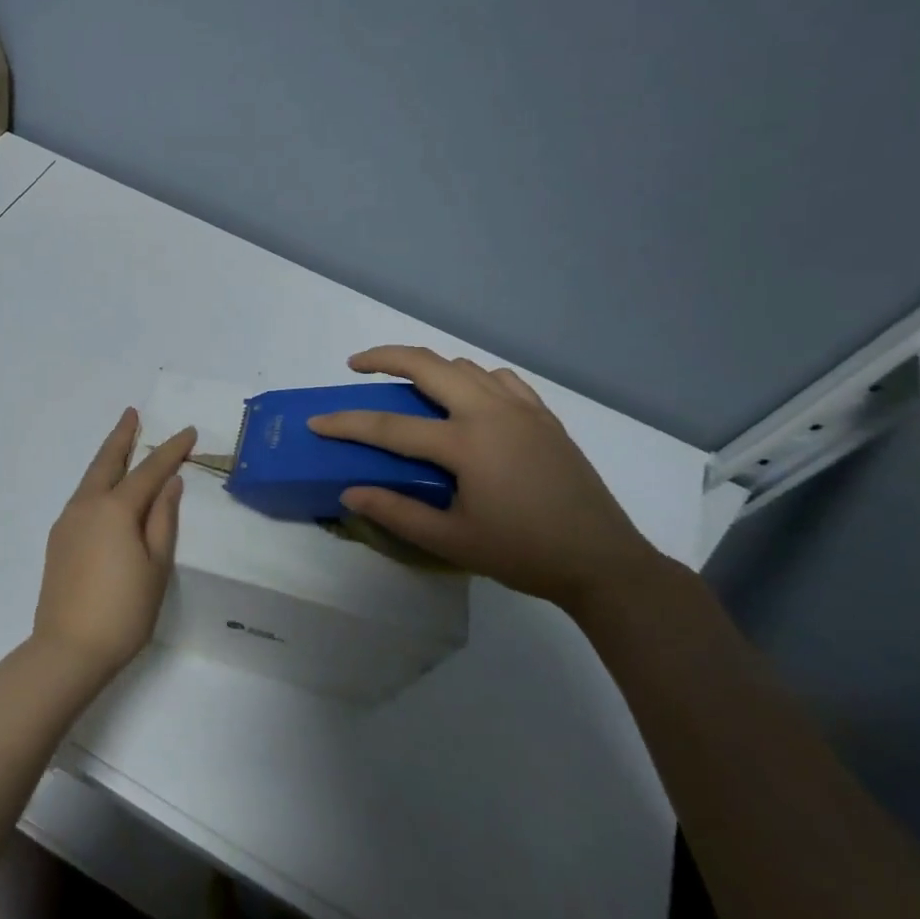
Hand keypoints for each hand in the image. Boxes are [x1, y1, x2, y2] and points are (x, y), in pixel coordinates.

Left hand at [33, 409, 195, 687]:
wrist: (68, 649)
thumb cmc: (123, 610)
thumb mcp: (156, 566)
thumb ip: (163, 519)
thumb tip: (170, 483)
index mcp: (115, 509)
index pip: (149, 470)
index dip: (171, 450)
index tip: (189, 432)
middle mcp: (87, 506)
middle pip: (107, 461)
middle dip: (122, 435)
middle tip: (132, 413)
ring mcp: (67, 521)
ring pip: (91, 478)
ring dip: (107, 457)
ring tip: (121, 442)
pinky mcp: (58, 539)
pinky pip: (82, 497)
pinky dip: (98, 482)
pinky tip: (106, 489)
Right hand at [309, 346, 664, 613]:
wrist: (602, 561)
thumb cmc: (523, 553)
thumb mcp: (452, 540)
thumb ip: (396, 512)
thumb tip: (350, 492)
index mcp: (466, 443)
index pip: (390, 426)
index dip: (347, 423)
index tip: (316, 421)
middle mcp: (491, 412)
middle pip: (427, 365)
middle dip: (384, 357)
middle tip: (357, 365)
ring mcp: (522, 409)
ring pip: (464, 367)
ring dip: (428, 367)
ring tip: (407, 384)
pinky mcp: (544, 416)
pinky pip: (499, 379)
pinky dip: (472, 378)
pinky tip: (467, 398)